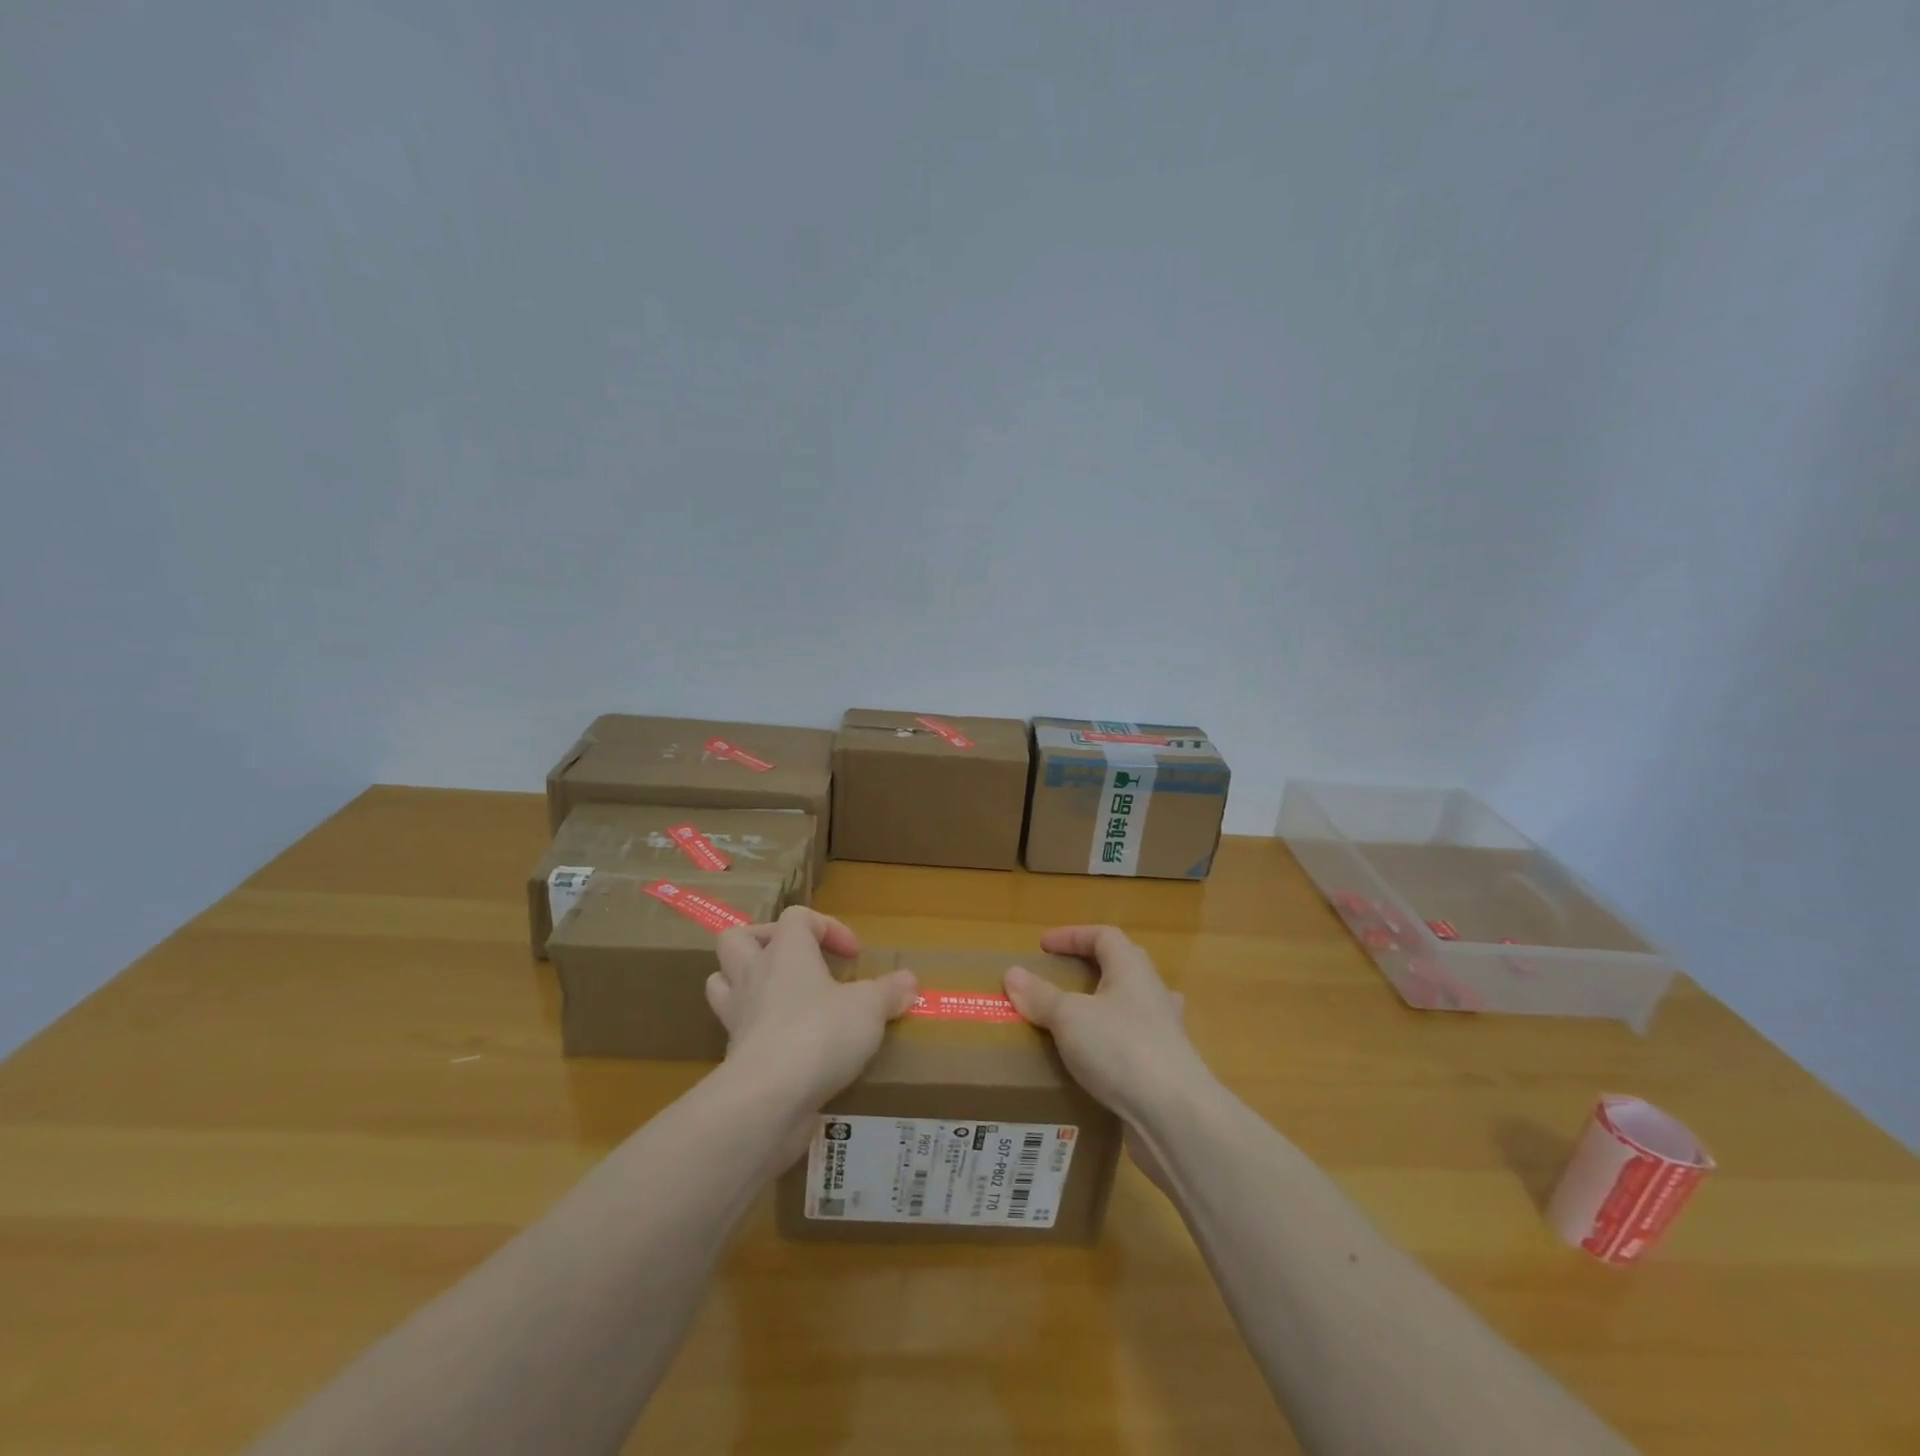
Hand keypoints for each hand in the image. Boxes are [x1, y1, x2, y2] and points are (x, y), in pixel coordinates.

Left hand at [708, 906, 916, 1105]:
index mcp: (786, 951)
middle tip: (797, 961)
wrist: (769, 1098)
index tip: (853, 956)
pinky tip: (786, 1045)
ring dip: (745, 983)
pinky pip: (735, 1029)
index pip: (797, 916)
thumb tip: (909, 981)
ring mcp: (737, 1015)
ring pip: (721, 982)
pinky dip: (756, 1030)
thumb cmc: (820, 1033)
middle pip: (738, 939)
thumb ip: (889, 992)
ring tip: (779, 997)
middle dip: (764, 942)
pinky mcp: (732, 1054)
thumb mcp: (869, 1008)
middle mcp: (754, 975)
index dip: (828, 927)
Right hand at [1003, 925, 1212, 1129]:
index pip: (1104, 936)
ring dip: (1105, 1008)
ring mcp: (1165, 1033)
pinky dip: (1111, 1047)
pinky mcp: (1166, 1069)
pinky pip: (1134, 1045)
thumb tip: (1012, 973)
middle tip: (1060, 979)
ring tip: (1076, 1022)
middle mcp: (1153, 994)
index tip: (1043, 946)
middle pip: (1122, 967)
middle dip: (1090, 968)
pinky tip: (1094, 1065)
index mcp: (1132, 970)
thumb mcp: (1070, 1018)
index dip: (1072, 936)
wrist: (1176, 1116)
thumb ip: (1040, 996)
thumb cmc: (1121, 1049)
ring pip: (1132, 1007)